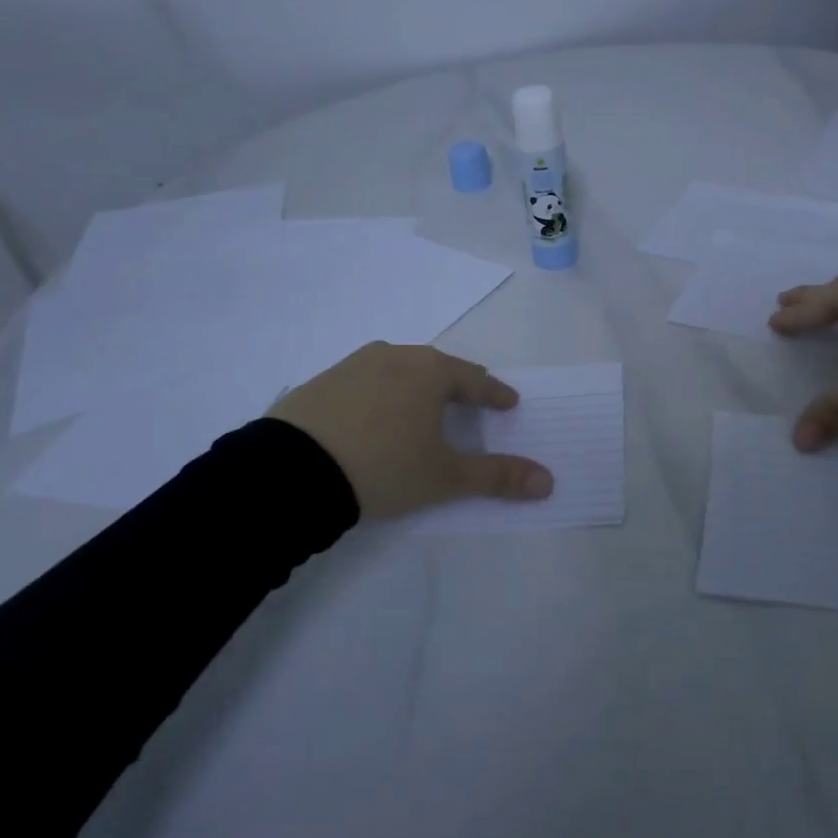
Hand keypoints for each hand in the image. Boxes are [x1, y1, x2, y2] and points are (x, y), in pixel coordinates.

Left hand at [268, 343, 553, 519]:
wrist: (289, 473)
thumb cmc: (383, 467)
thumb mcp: (445, 478)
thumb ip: (498, 477)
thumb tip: (549, 481)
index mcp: (429, 371)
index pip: (474, 379)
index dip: (495, 393)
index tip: (508, 403)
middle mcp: (394, 356)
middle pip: (437, 367)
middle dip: (457, 385)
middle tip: (468, 402)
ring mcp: (352, 365)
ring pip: (398, 369)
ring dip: (415, 386)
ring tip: (420, 408)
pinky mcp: (320, 382)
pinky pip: (363, 382)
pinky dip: (379, 394)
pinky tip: (373, 417)